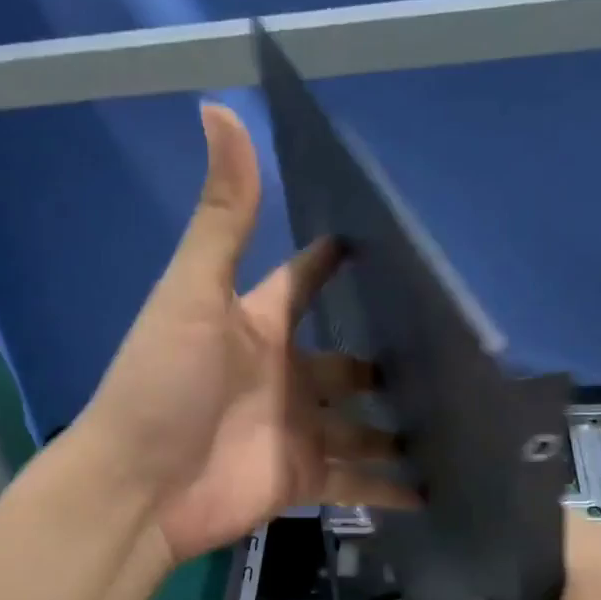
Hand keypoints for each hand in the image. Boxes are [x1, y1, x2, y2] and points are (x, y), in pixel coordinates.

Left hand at [83, 103, 408, 563]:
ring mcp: (295, 432)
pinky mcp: (301, 480)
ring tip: (460, 419)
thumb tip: (220, 108)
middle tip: (452, 352)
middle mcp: (284, 377)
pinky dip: (389, 490)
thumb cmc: (163, 385)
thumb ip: (222, 216)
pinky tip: (434, 491)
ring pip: (361, 428)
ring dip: (399, 428)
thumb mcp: (194, 295)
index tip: (387, 243)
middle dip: (390, 359)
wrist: (139, 488)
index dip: (335, 262)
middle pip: (347, 363)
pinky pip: (356, 484)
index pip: (304, 284)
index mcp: (258, 327)